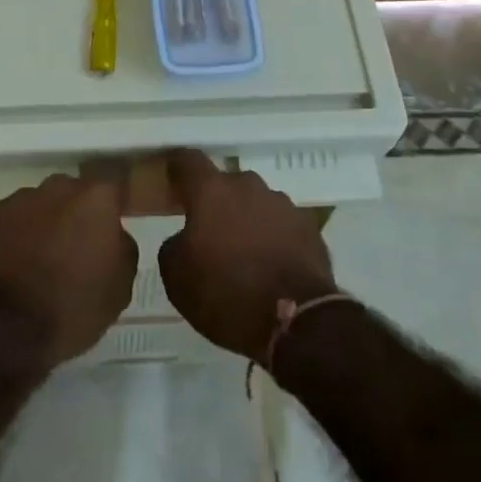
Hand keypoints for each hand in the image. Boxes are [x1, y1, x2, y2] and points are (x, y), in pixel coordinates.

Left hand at [0, 175, 136, 371]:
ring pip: (38, 204)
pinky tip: (12, 265)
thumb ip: (122, 247)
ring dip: (42, 223)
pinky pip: (9, 220)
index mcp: (95, 199)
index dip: (111, 205)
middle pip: (72, 192)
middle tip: (73, 246)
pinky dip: (13, 236)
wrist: (6, 334)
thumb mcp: (120, 287)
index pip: (112, 186)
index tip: (109, 226)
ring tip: (37, 259)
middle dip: (74, 212)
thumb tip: (112, 235)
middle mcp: (57, 188)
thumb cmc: (73, 309)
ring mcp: (19, 200)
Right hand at [158, 151, 338, 360]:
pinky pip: (281, 225)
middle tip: (210, 233)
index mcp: (212, 191)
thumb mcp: (177, 278)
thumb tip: (186, 238)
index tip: (172, 177)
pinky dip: (273, 238)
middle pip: (226, 184)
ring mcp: (282, 204)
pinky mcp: (308, 226)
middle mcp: (248, 186)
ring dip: (247, 220)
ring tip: (244, 255)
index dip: (178, 167)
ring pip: (256, 203)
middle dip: (217, 203)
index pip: (189, 160)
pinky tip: (271, 266)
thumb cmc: (226, 294)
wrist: (295, 321)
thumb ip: (175, 245)